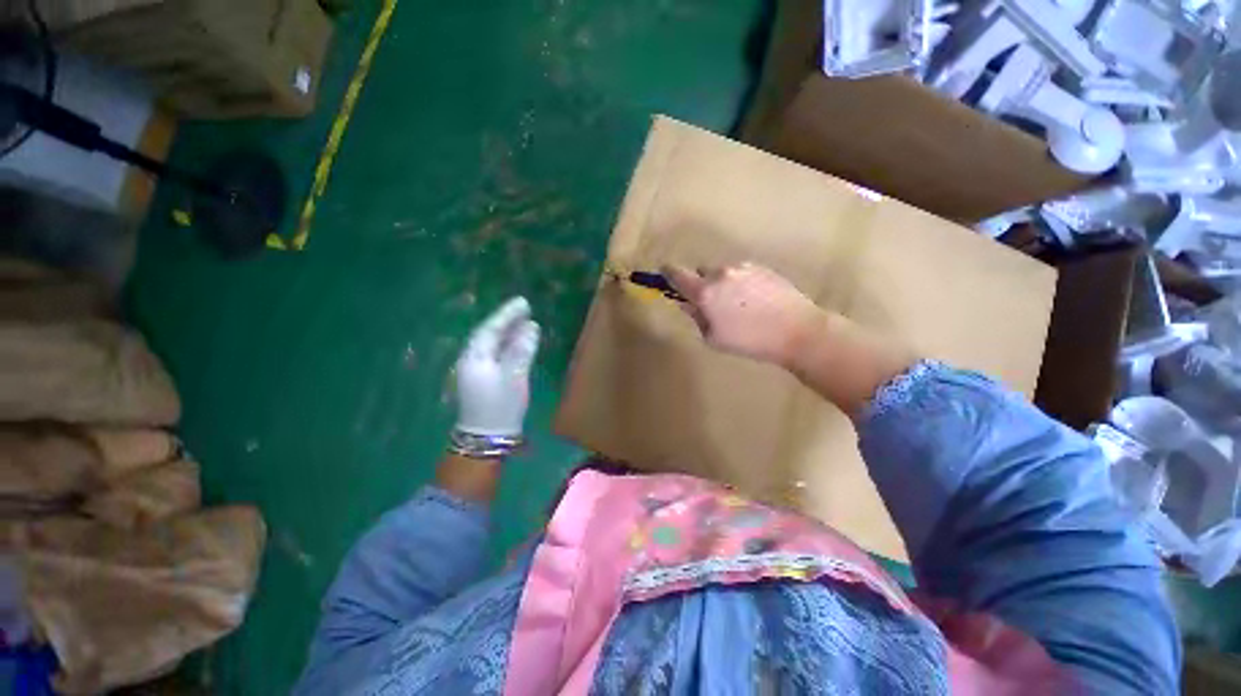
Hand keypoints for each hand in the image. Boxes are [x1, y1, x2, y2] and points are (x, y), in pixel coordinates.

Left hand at [454, 297, 539, 437]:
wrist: (487, 438)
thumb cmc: (501, 406)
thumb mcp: (515, 377)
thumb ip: (522, 350)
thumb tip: (531, 326)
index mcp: (475, 357)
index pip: (491, 329)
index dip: (507, 314)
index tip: (523, 302)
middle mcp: (471, 360)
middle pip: (489, 334)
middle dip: (506, 321)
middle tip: (525, 308)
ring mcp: (476, 370)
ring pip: (492, 344)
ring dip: (507, 332)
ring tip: (525, 322)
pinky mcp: (483, 379)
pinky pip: (495, 354)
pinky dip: (507, 345)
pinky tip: (517, 343)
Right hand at [664, 262, 825, 368]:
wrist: (796, 330)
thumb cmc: (749, 340)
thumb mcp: (714, 337)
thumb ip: (696, 316)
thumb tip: (686, 303)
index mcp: (705, 292)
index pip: (677, 273)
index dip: (668, 273)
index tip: (665, 274)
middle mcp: (720, 273)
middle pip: (700, 272)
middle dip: (702, 284)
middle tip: (713, 303)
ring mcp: (742, 267)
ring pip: (722, 272)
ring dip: (722, 283)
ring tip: (739, 304)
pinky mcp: (761, 267)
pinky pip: (740, 272)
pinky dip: (739, 282)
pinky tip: (754, 299)